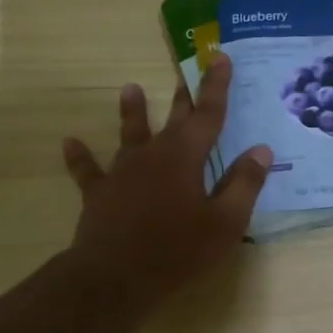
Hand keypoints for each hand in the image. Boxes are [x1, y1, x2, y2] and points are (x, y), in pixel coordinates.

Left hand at [60, 52, 271, 313]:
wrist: (115, 276)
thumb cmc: (178, 249)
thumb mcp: (226, 222)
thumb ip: (244, 183)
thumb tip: (261, 150)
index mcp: (186, 157)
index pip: (208, 114)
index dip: (216, 86)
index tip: (219, 56)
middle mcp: (153, 155)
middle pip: (173, 119)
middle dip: (184, 95)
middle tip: (187, 70)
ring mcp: (122, 172)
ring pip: (130, 135)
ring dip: (132, 113)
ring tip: (130, 89)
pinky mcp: (100, 193)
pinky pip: (88, 171)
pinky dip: (80, 157)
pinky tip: (70, 142)